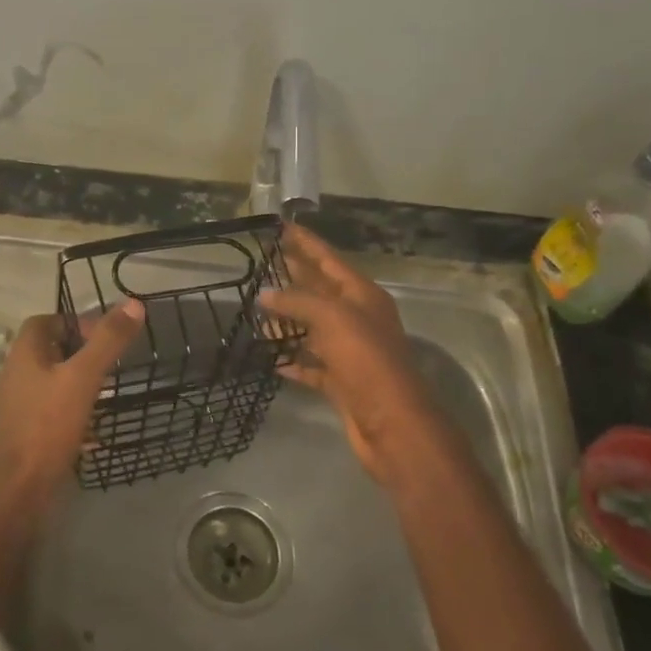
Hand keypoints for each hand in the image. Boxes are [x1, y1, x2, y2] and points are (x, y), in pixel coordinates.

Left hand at [0, 301, 144, 499]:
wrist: (20, 488)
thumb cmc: (48, 425)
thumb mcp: (84, 377)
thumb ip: (107, 341)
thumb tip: (133, 303)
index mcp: (24, 354)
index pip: (45, 321)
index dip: (74, 321)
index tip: (103, 334)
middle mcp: (18, 375)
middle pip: (50, 350)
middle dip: (81, 351)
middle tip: (111, 360)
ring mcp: (21, 405)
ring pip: (53, 381)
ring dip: (79, 380)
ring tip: (108, 389)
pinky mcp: (28, 431)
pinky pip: (54, 409)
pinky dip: (75, 409)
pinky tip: (96, 426)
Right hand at [260, 223, 455, 489]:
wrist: (392, 423)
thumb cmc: (366, 360)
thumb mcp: (332, 318)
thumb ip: (297, 301)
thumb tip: (265, 293)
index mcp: (362, 296)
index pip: (329, 259)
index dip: (306, 242)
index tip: (281, 227)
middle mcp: (358, 319)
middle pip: (321, 291)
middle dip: (294, 276)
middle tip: (263, 262)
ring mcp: (350, 351)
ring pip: (313, 328)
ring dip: (288, 320)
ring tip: (257, 310)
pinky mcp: (341, 381)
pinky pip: (312, 364)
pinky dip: (293, 359)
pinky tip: (271, 357)